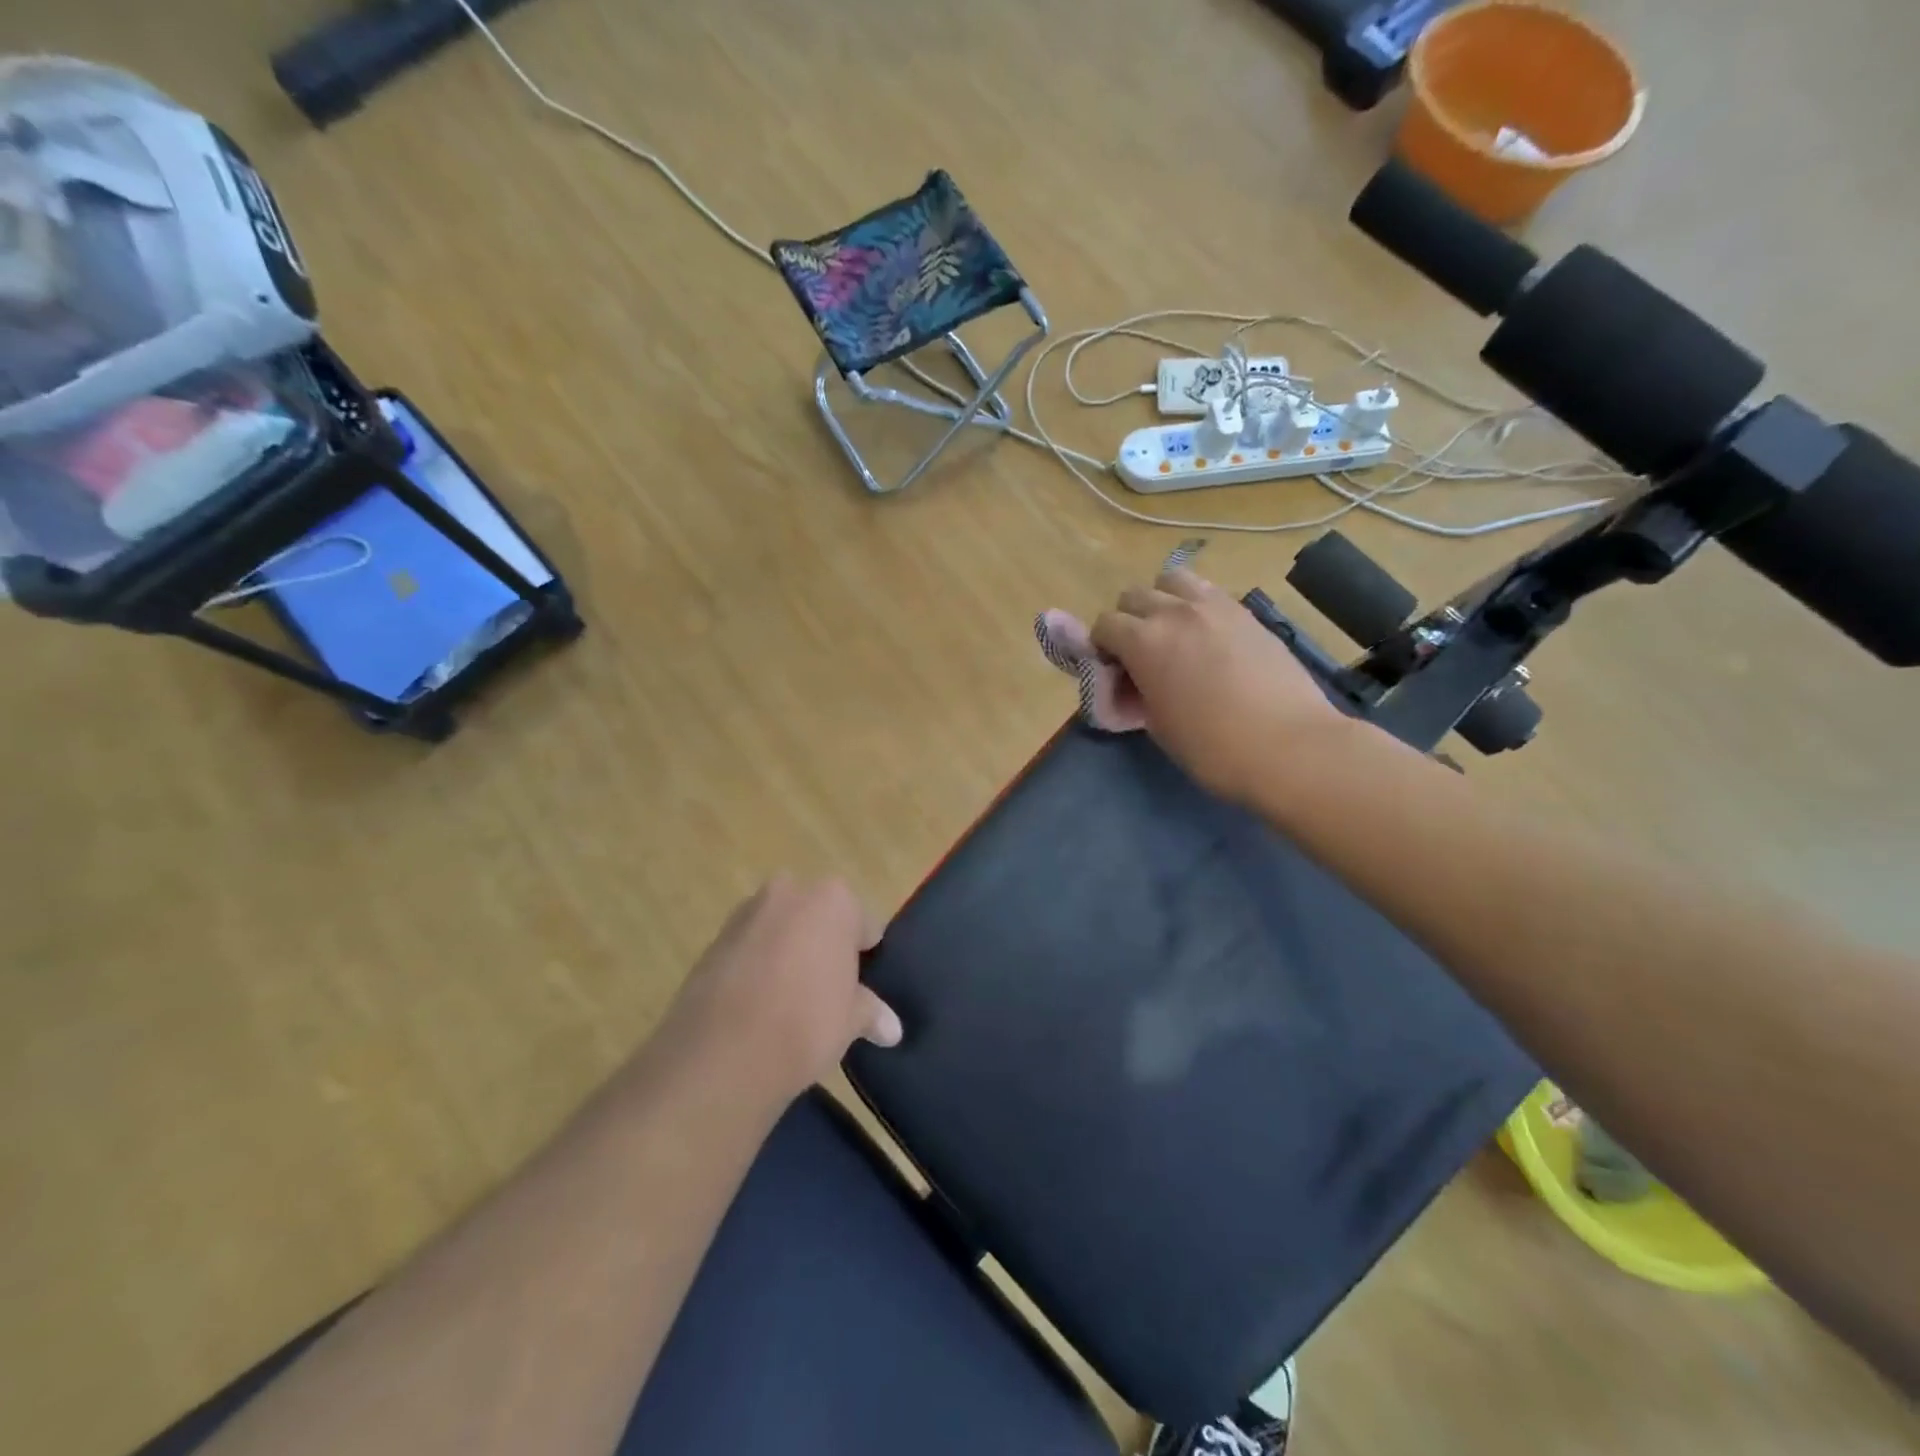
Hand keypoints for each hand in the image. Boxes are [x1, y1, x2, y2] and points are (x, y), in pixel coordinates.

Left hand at [665, 875, 901, 1103]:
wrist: (720, 1054)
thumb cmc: (804, 1023)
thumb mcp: (850, 1021)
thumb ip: (871, 1012)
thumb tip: (892, 1029)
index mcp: (834, 899)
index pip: (864, 924)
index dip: (866, 957)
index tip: (862, 987)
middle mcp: (790, 891)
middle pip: (819, 917)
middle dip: (823, 945)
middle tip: (827, 991)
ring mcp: (747, 912)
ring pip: (781, 929)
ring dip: (787, 952)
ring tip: (788, 1001)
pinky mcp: (714, 939)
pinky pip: (749, 947)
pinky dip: (756, 966)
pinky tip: (757, 1006)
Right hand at [1092, 567, 1348, 803]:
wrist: (1290, 746)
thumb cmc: (1213, 748)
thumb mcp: (1157, 725)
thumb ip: (1138, 691)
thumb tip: (1136, 681)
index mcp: (1143, 641)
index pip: (1104, 625)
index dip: (1102, 648)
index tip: (1114, 672)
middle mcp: (1174, 611)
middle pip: (1134, 595)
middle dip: (1128, 620)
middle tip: (1140, 654)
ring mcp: (1214, 606)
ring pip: (1172, 580)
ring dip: (1163, 600)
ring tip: (1173, 632)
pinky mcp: (1246, 612)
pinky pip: (1208, 592)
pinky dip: (1196, 606)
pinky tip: (1207, 636)